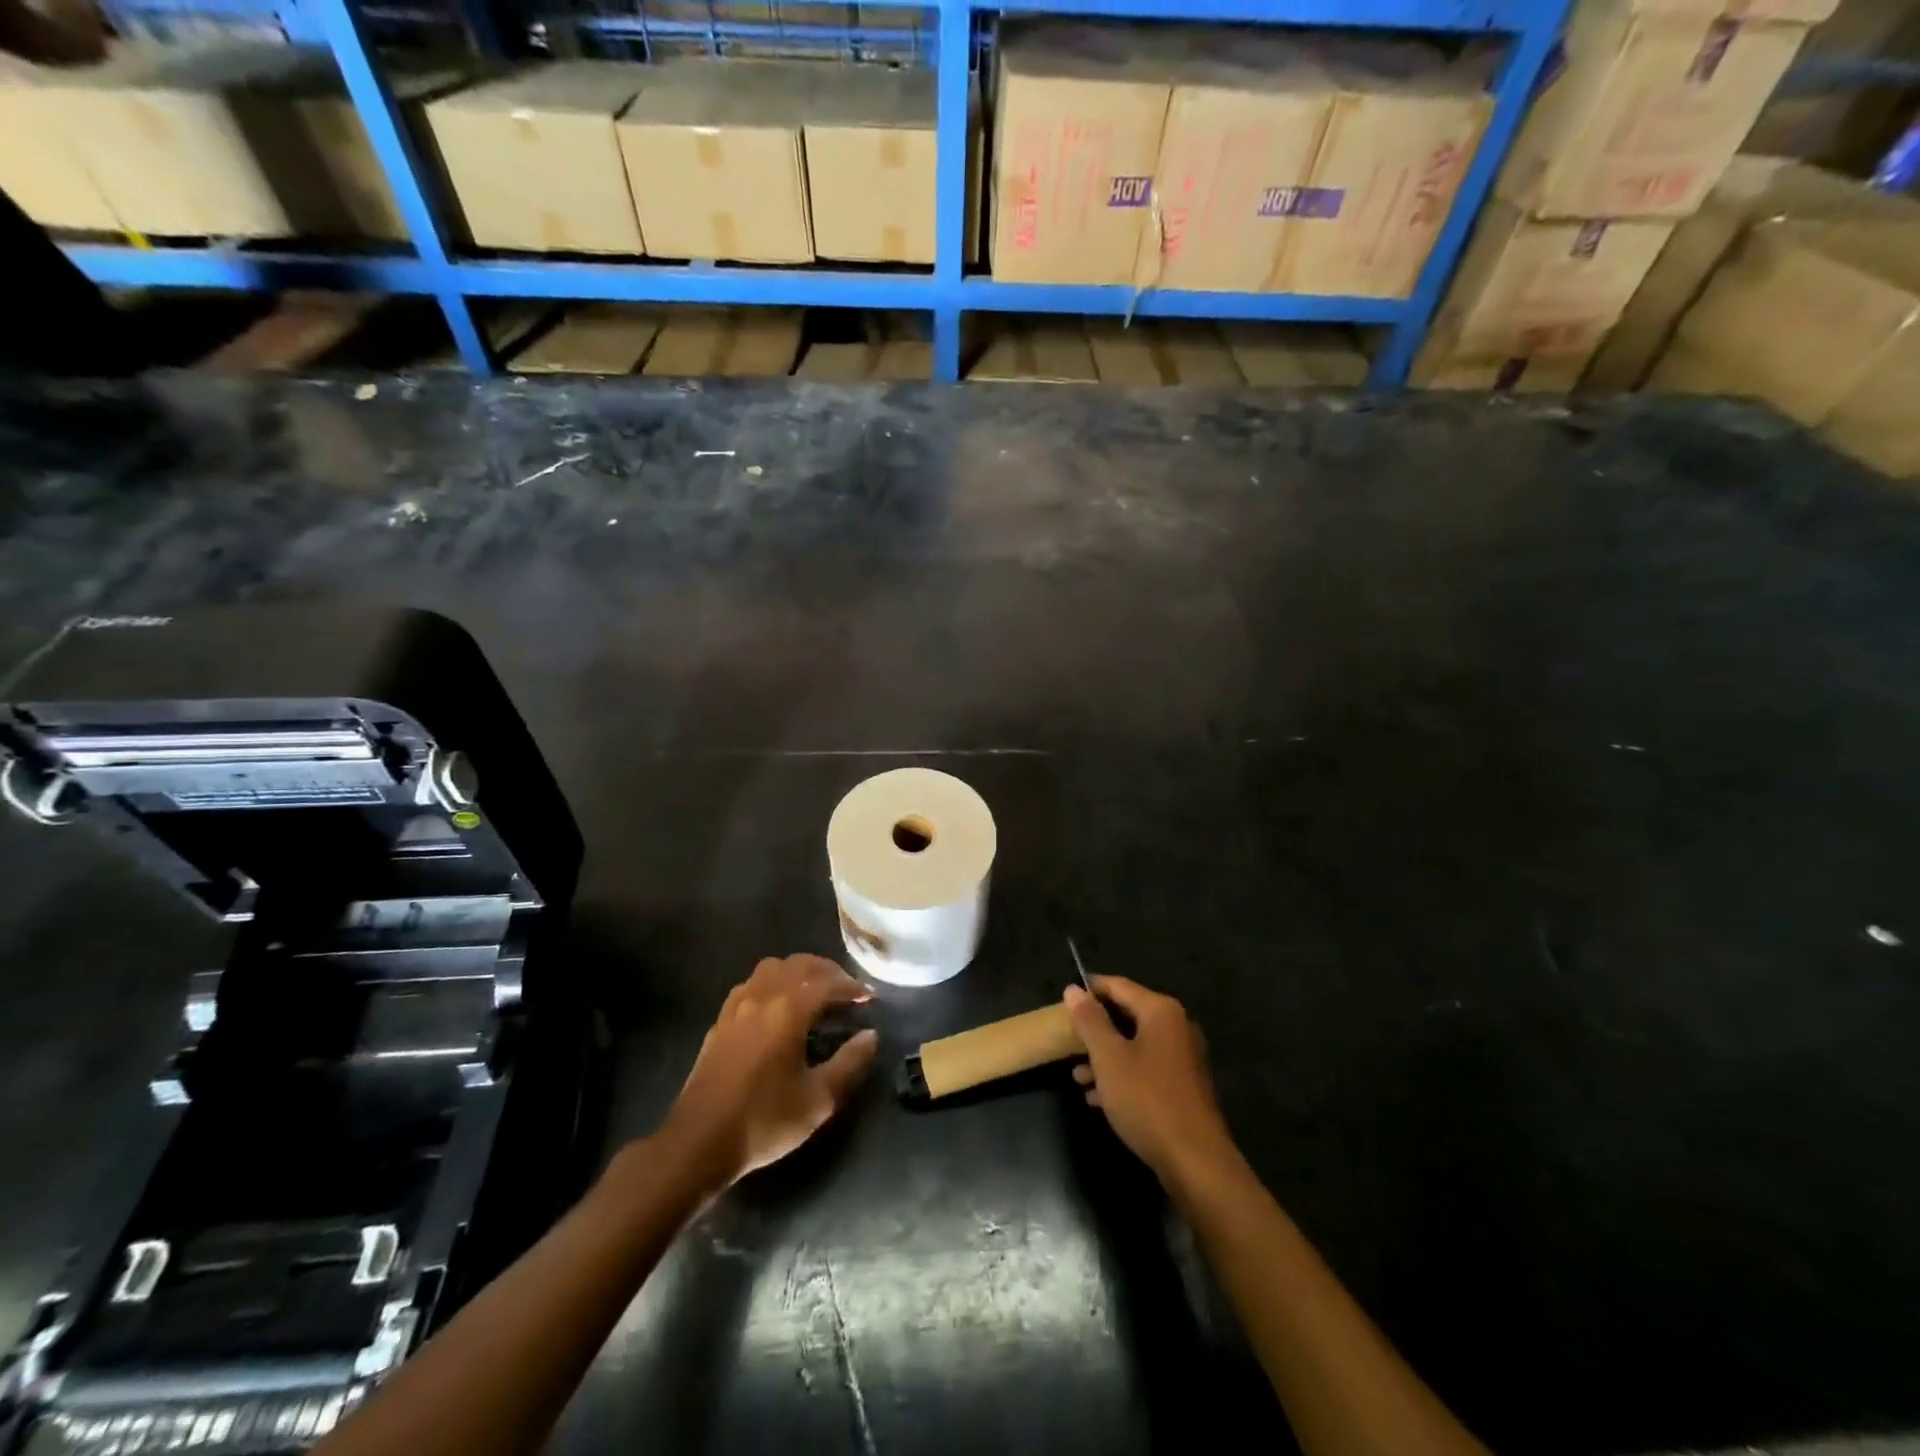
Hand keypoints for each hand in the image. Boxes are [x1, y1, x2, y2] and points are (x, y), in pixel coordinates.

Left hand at [662, 954, 878, 1187]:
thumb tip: (870, 1036)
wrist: (699, 1143)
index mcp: (788, 1010)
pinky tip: (777, 1007)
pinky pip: (751, 985)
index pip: (827, 983)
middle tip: (846, 990)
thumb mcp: (818, 1100)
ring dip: (797, 971)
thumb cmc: (764, 1121)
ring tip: (813, 991)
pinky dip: (772, 983)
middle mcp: (762, 997)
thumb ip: (849, 1063)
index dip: (852, 987)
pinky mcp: (720, 1021)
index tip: (869, 998)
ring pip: (771, 968)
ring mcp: (736, 1006)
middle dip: (827, 971)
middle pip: (799, 965)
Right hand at [1066, 976, 1237, 1183]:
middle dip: (1095, 1030)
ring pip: (1135, 1046)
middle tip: (1067, 1041)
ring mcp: (1184, 1058)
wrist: (1195, 1162)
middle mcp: (1177, 1027)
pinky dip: (1122, 1076)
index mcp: (1161, 1011)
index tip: (1064, 1001)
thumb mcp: (1108, 1058)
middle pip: (1127, 1015)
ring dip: (1105, 1057)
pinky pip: (1146, 1069)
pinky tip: (1098, 1098)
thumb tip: (1074, 989)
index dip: (1090, 990)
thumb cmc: (1147, 1100)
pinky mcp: (1184, 1087)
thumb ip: (1090, 1020)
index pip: (1119, 986)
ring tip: (1077, 1076)